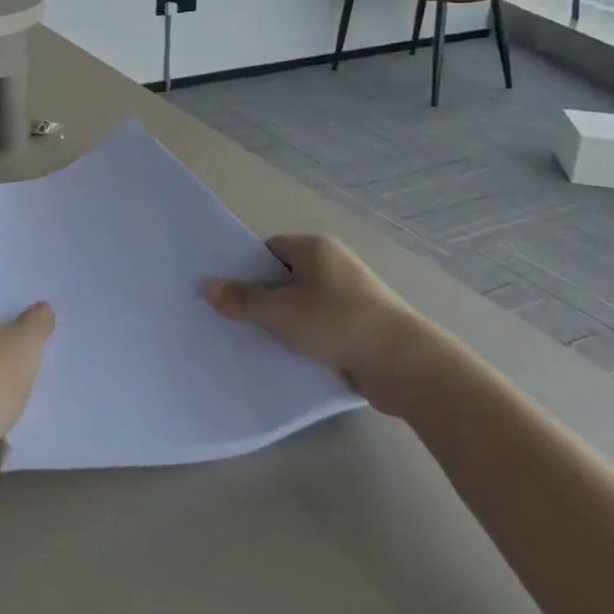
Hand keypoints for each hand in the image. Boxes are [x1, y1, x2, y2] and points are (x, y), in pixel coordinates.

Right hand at [207, 234, 441, 415]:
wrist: (405, 365)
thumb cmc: (336, 322)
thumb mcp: (280, 311)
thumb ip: (242, 300)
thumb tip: (208, 288)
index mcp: (315, 248)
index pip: (269, 250)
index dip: (247, 270)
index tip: (229, 294)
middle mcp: (335, 265)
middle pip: (285, 277)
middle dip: (264, 299)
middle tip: (236, 320)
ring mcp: (352, 296)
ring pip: (304, 304)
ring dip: (286, 322)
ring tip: (260, 341)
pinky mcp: (363, 325)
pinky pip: (323, 326)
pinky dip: (308, 338)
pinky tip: (292, 356)